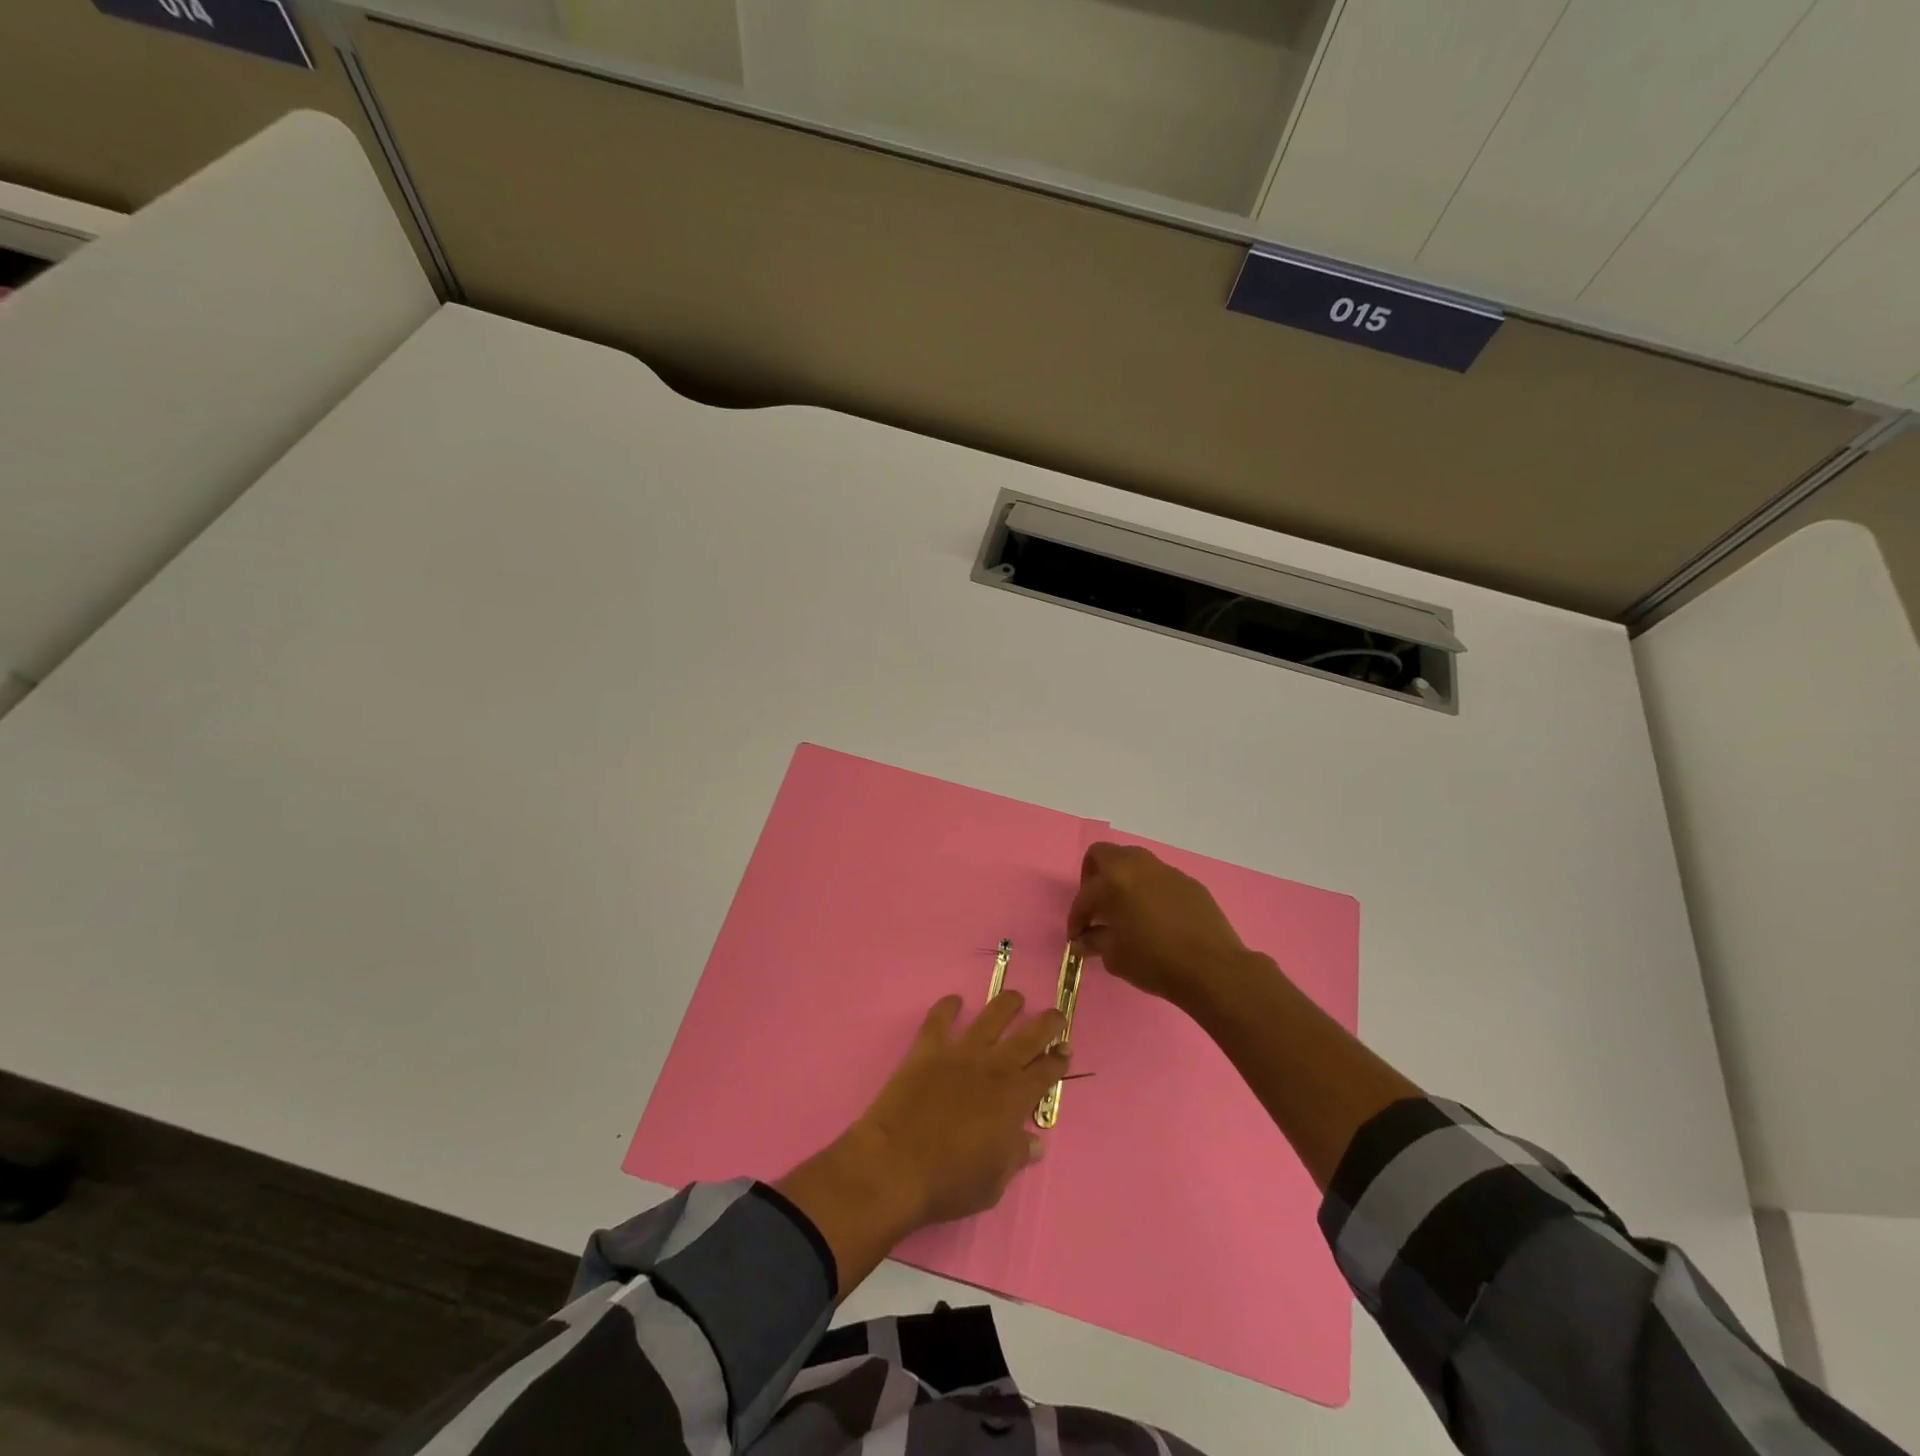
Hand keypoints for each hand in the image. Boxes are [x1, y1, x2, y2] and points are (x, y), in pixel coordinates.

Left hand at [860, 990, 1068, 1222]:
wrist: (896, 1165)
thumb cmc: (949, 1181)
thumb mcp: (993, 1183)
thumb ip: (1015, 1156)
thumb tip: (1034, 1143)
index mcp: (1013, 1099)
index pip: (1045, 1072)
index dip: (1058, 1060)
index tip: (1065, 1049)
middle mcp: (992, 1068)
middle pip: (1027, 1037)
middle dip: (1045, 1024)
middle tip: (1055, 1014)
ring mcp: (959, 1054)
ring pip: (989, 1019)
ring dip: (1005, 1005)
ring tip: (1015, 997)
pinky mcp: (927, 1050)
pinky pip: (939, 1020)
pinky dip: (947, 1007)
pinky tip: (954, 1000)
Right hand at [1068, 842, 1257, 1008]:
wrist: (1213, 969)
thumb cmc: (1155, 962)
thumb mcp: (1115, 957)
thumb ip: (1094, 941)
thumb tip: (1084, 939)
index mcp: (1113, 880)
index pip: (1084, 896)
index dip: (1076, 919)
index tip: (1077, 938)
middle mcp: (1137, 865)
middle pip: (1103, 855)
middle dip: (1092, 877)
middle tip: (1096, 906)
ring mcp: (1165, 870)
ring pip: (1133, 863)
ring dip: (1122, 881)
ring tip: (1125, 910)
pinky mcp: (1188, 882)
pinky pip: (1158, 879)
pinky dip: (1148, 891)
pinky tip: (1155, 917)